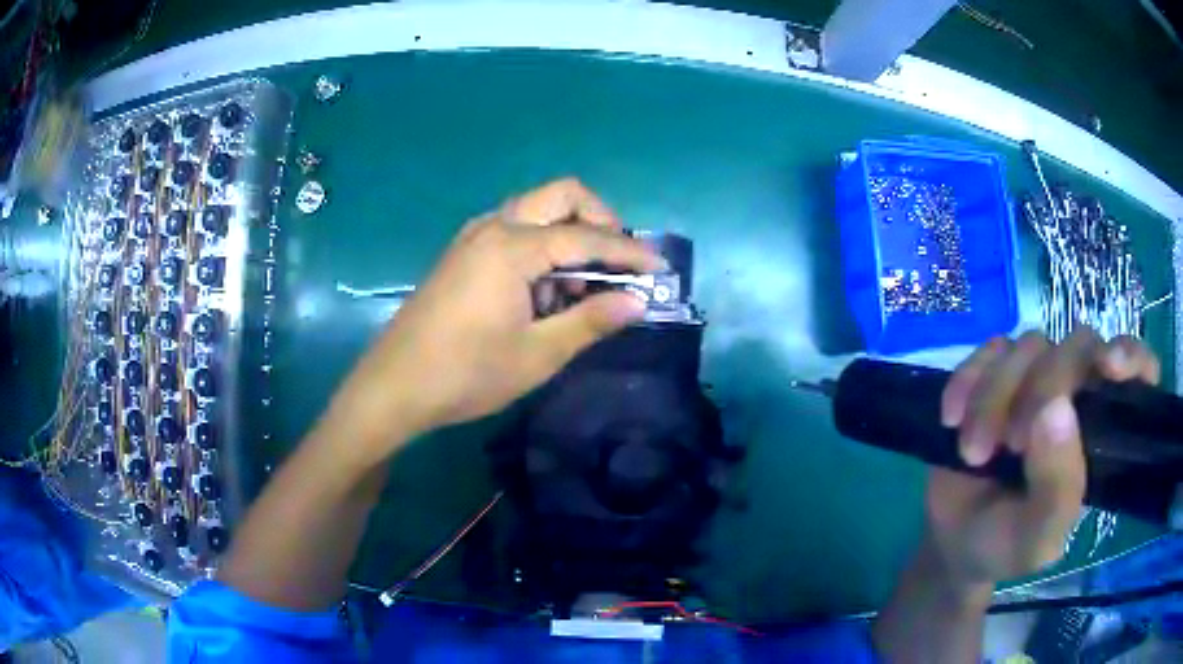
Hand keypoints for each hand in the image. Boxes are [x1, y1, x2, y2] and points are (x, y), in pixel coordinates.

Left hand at [322, 178, 663, 462]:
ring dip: (568, 234)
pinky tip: (541, 291)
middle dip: (600, 220)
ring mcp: (473, 237)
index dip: (629, 253)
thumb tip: (637, 302)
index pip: (588, 236)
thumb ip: (591, 321)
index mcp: (513, 247)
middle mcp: (494, 227)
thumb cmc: (466, 373)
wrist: (394, 386)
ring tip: (577, 288)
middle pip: (561, 195)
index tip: (661, 269)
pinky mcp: (462, 253)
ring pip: (536, 210)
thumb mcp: (538, 354)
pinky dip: (541, 245)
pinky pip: (513, 229)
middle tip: (617, 263)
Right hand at [925, 328, 1160, 591]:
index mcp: (1102, 431)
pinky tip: (952, 420)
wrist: (952, 541)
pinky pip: (989, 349)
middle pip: (1078, 346)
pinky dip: (967, 381)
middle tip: (1011, 446)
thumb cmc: (1004, 546)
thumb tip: (1056, 408)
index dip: (1131, 355)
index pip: (1139, 370)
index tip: (1108, 367)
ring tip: (974, 452)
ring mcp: (1037, 378)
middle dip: (1041, 390)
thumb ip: (1057, 490)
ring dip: (994, 397)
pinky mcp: (997, 372)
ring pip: (1029, 345)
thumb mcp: (1035, 541)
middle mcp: (1078, 394)